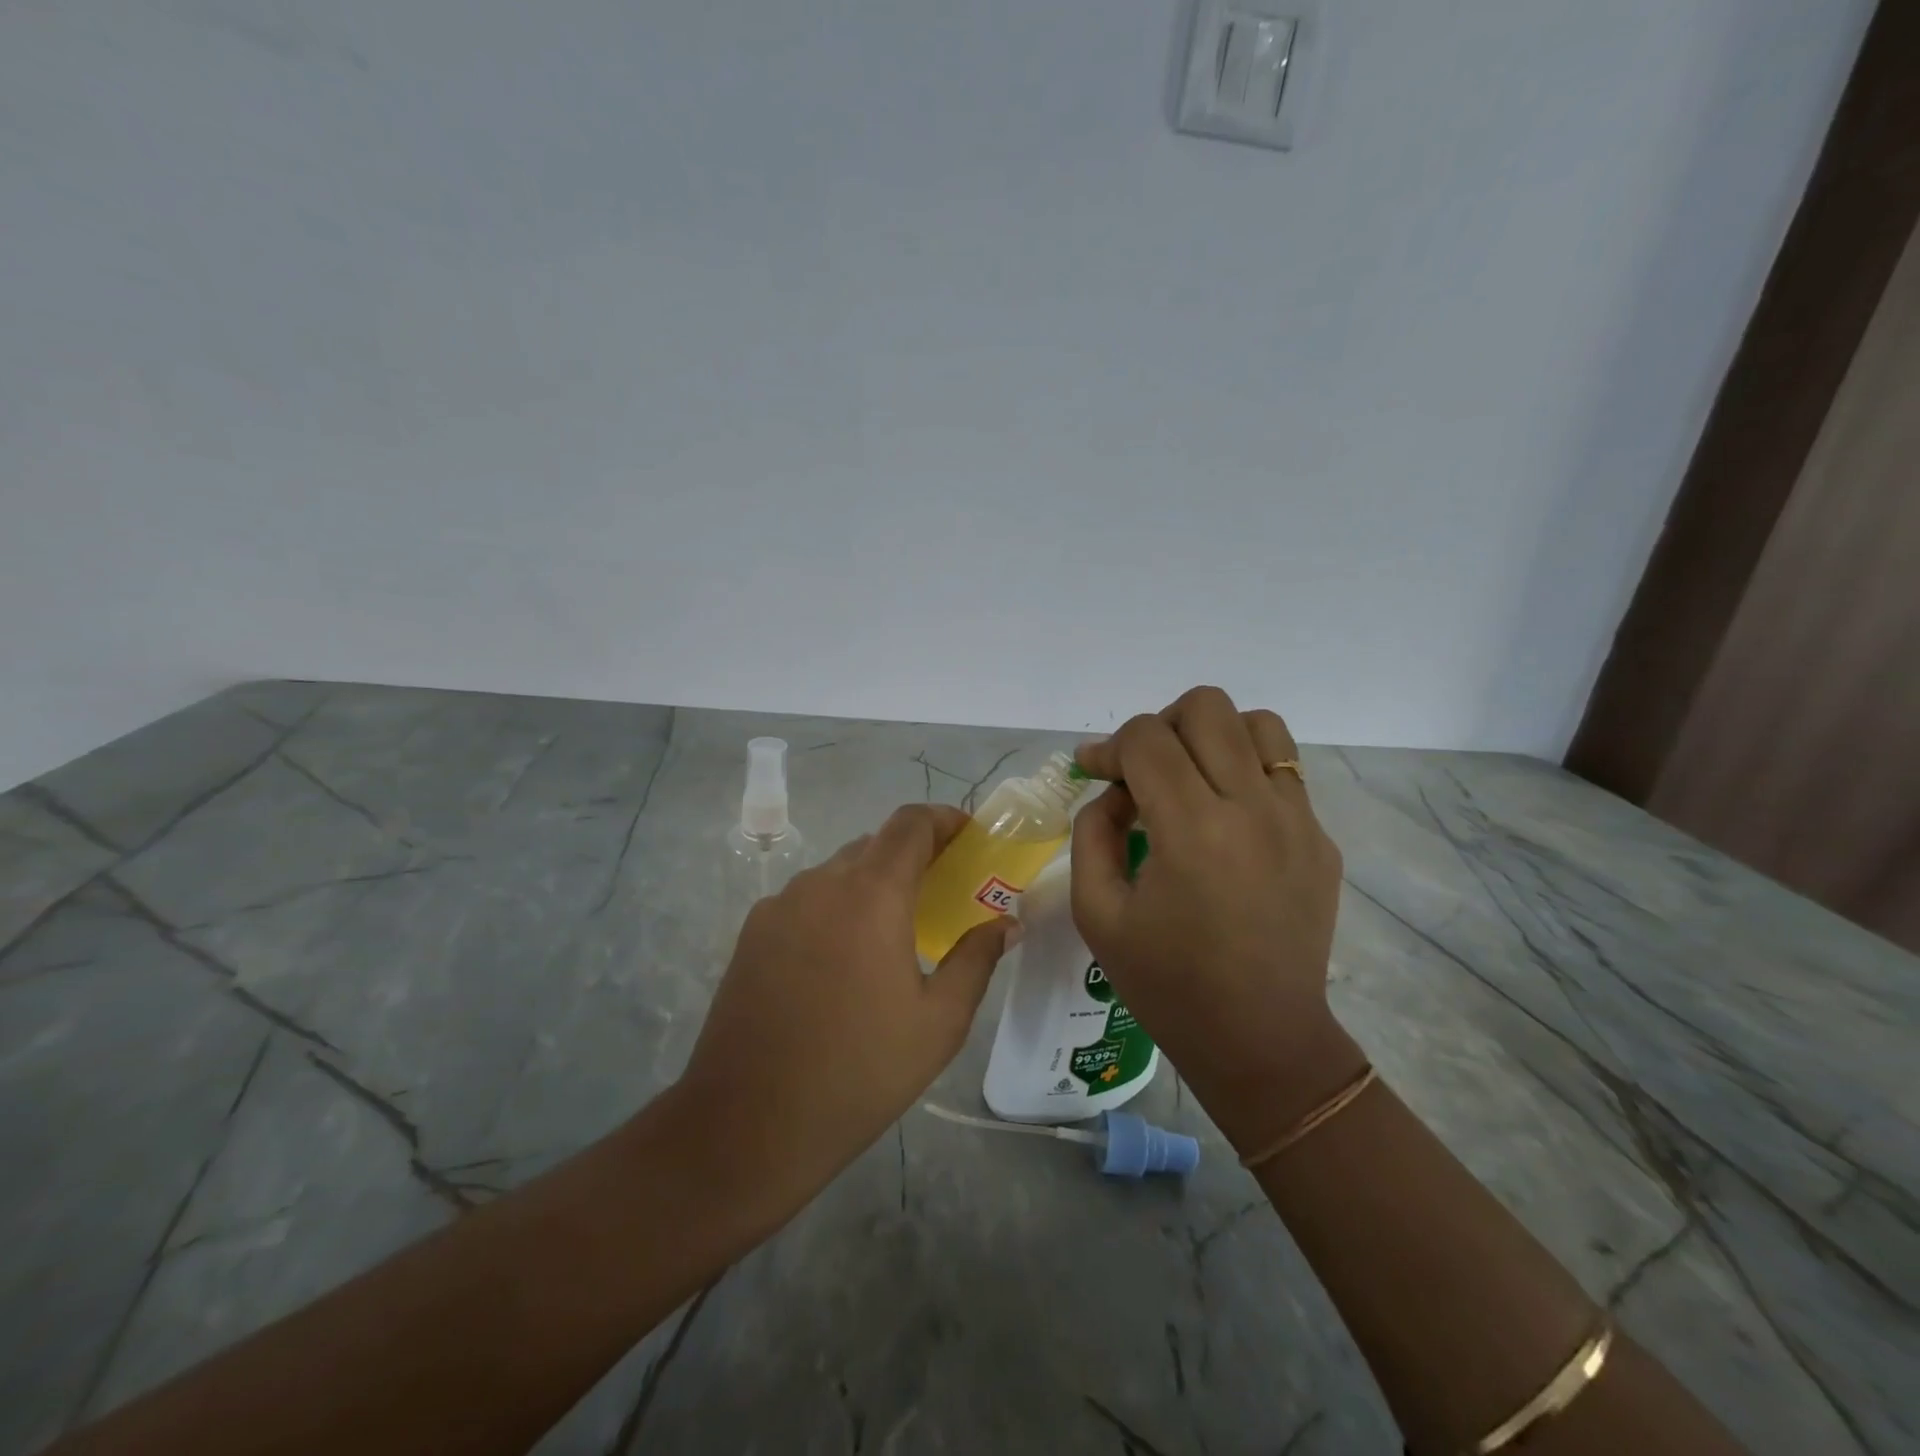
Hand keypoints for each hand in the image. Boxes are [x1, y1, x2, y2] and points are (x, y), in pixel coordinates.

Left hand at [674, 804, 1017, 1228]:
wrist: (747, 1124)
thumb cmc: (859, 1071)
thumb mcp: (939, 1022)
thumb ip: (977, 959)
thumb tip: (1006, 923)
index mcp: (871, 894)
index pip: (909, 823)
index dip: (942, 818)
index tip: (968, 837)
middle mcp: (820, 883)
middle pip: (874, 844)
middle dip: (912, 856)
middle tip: (940, 894)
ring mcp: (778, 905)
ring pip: (837, 872)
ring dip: (871, 884)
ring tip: (891, 935)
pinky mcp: (751, 933)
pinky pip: (806, 900)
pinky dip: (835, 908)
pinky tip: (840, 963)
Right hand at [1070, 686, 1363, 1151]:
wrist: (1260, 1041)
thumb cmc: (1167, 984)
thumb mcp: (1097, 913)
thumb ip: (1092, 833)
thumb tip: (1113, 791)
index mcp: (1192, 831)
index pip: (1146, 739)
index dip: (1109, 746)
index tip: (1093, 771)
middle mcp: (1252, 809)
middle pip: (1206, 708)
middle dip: (1159, 727)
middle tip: (1142, 771)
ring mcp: (1298, 820)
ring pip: (1258, 723)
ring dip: (1212, 736)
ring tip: (1190, 778)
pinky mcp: (1321, 838)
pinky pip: (1284, 770)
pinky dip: (1245, 771)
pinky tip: (1226, 817)